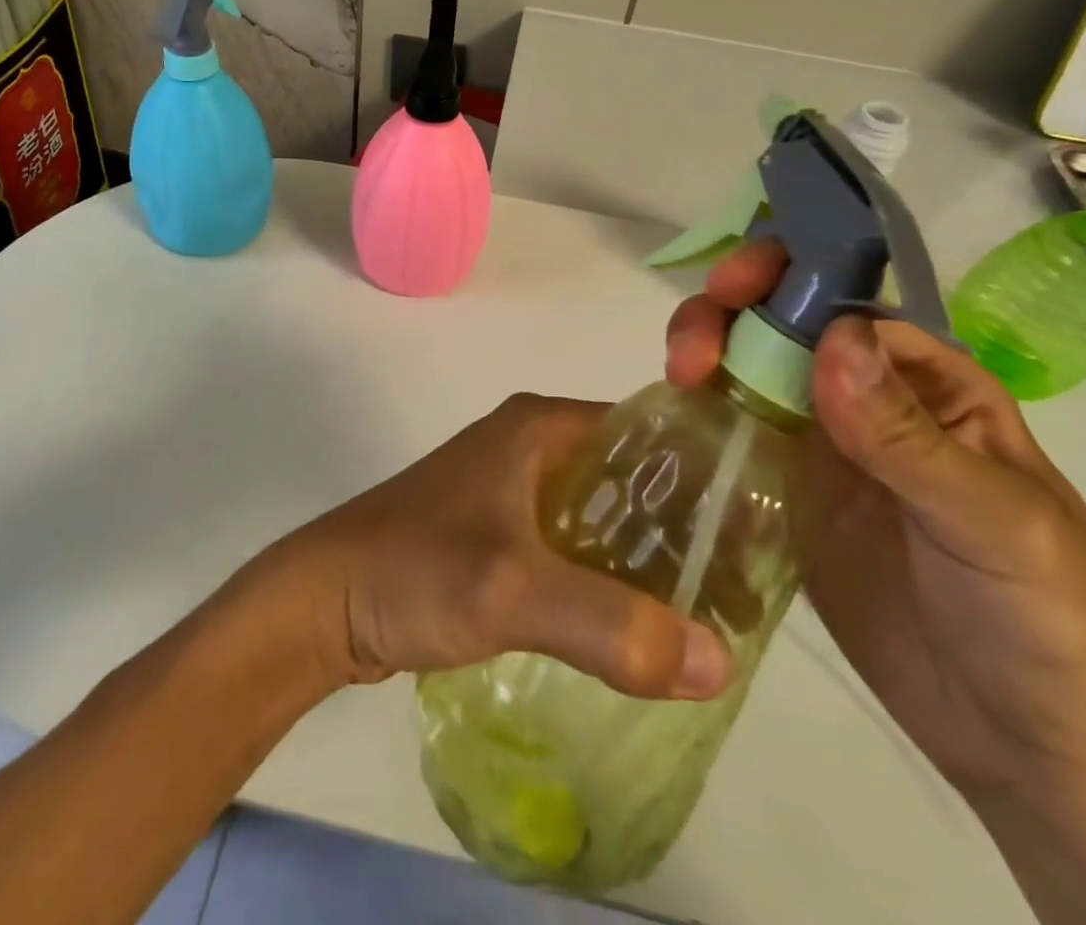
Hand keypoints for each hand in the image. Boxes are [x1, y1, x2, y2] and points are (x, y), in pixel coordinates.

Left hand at [275, 394, 731, 701]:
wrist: (324, 600)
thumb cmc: (414, 568)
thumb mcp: (514, 588)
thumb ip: (613, 623)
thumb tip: (720, 660)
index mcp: (540, 425)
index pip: (648, 430)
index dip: (705, 474)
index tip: (761, 529)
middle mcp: (531, 445)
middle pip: (631, 476)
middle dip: (684, 526)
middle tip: (745, 588)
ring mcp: (512, 490)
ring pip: (603, 514)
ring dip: (648, 557)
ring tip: (709, 614)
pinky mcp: (499, 533)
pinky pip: (574, 546)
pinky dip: (609, 577)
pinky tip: (641, 626)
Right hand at [667, 243, 1085, 800]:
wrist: (1031, 745)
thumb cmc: (1047, 620)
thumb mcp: (995, 521)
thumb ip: (909, 435)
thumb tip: (832, 338)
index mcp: (925, 381)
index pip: (845, 299)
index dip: (786, 276)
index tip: (733, 290)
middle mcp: (863, 398)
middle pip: (778, 324)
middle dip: (725, 316)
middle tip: (689, 357)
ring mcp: (815, 445)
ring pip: (743, 368)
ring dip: (703, 355)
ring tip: (677, 381)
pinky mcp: (780, 492)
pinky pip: (729, 432)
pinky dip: (695, 413)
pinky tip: (671, 425)